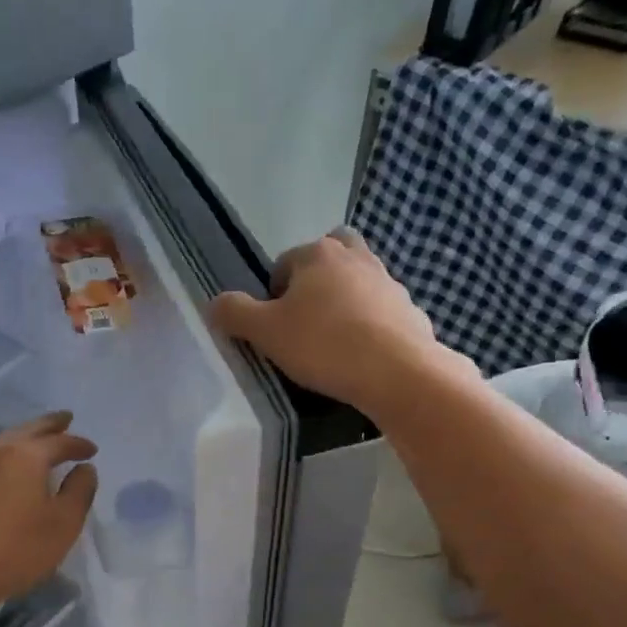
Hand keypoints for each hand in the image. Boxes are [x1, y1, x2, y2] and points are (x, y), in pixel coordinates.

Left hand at [0, 412, 96, 616]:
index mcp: (25, 455)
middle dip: (50, 425)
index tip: (92, 450)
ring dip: (27, 437)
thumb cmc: (16, 548)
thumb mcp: (63, 523)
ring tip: (41, 439)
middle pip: (28, 431)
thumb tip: (85, 469)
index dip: (78, 444)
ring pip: (6, 441)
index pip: (59, 442)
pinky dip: (10, 454)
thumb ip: (79, 491)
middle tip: (65, 419)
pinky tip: (13, 466)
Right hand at [209, 229, 440, 414]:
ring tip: (334, 341)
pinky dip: (371, 325)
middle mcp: (356, 257)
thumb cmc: (323, 345)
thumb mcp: (265, 332)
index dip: (273, 295)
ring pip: (359, 283)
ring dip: (345, 302)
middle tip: (306, 320)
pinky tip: (363, 356)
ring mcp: (389, 282)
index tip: (275, 327)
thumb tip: (215, 303)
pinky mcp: (411, 310)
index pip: (283, 263)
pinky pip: (382, 312)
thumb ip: (235, 314)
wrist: (397, 372)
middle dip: (316, 281)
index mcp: (318, 253)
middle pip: (329, 257)